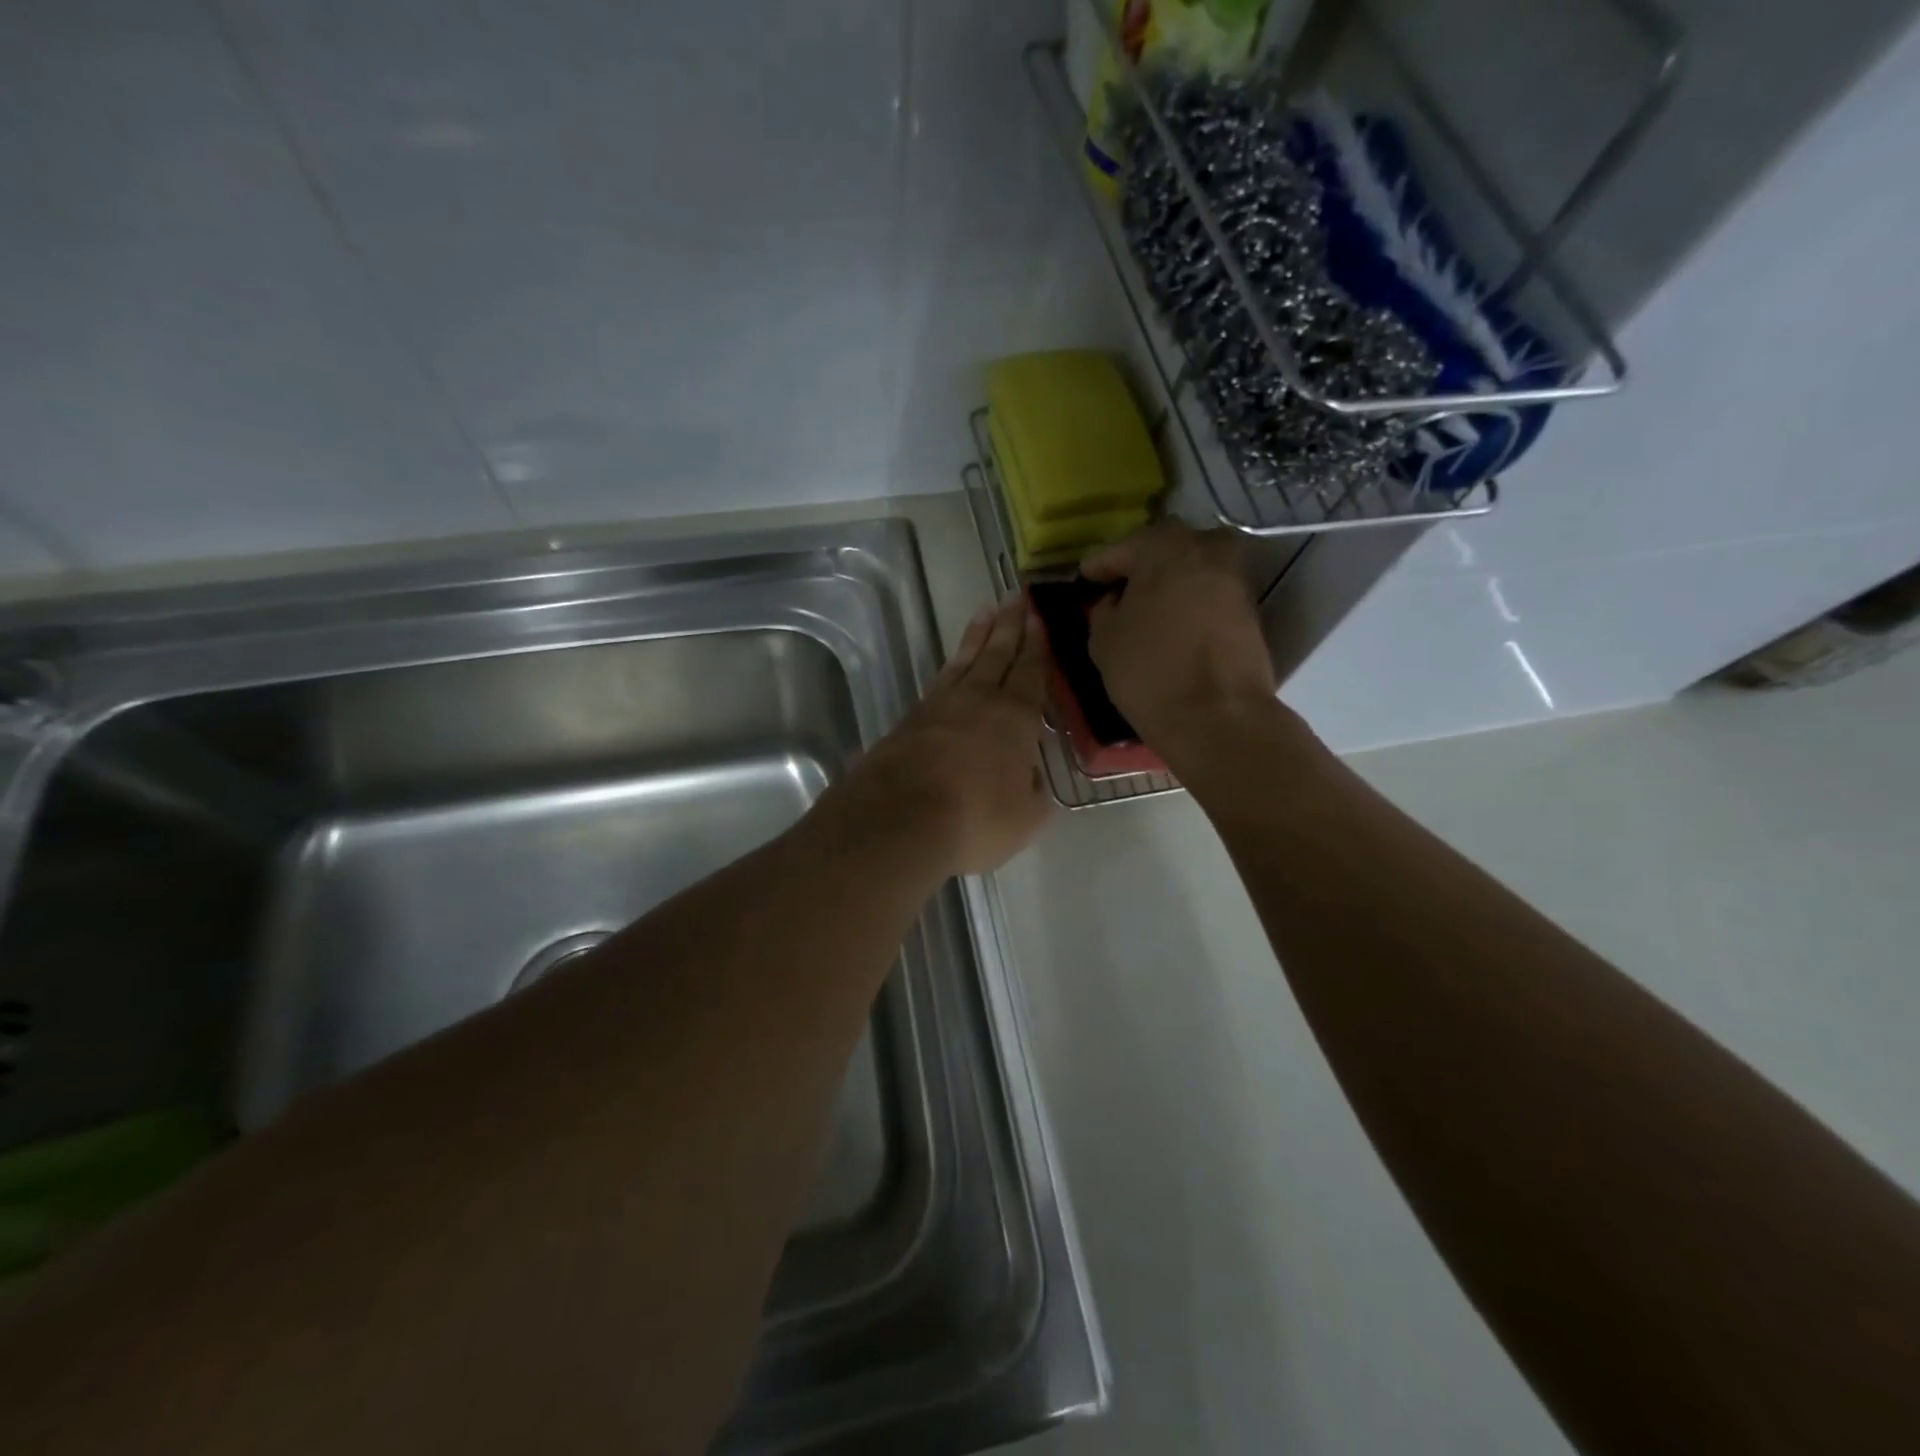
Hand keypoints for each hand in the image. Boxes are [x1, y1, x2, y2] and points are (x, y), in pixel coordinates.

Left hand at [830, 595, 1050, 877]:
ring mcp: (939, 707)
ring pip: (964, 661)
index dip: (1037, 645)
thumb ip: (1034, 792)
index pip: (1030, 671)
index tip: (1039, 617)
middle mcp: (978, 700)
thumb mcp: (1025, 817)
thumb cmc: (975, 818)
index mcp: (1014, 717)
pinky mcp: (909, 720)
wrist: (899, 820)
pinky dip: (951, 666)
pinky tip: (953, 666)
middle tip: (1016, 597)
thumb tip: (1029, 776)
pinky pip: (939, 682)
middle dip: (1009, 626)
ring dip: (977, 637)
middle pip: (997, 654)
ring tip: (985, 613)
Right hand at [1082, 520, 1278, 750]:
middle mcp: (1206, 549)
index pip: (1121, 548)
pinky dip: (1191, 601)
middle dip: (1140, 564)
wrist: (1218, 716)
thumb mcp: (1104, 640)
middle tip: (1119, 588)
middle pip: (1165, 548)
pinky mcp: (1250, 609)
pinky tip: (1173, 622)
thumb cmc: (1150, 671)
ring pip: (1193, 568)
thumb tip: (1115, 601)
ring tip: (1147, 607)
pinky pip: (1210, 593)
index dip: (1099, 566)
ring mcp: (1234, 578)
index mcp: (1164, 547)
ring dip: (1170, 581)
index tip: (1084, 579)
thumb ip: (1104, 609)